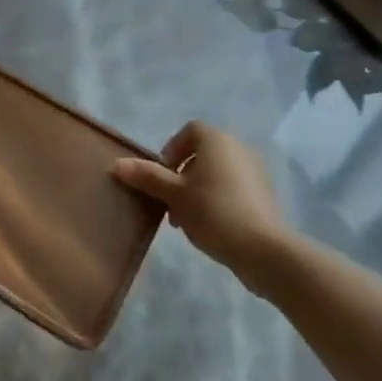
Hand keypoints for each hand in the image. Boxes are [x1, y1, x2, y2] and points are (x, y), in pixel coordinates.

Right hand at [112, 121, 289, 276]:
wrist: (263, 249)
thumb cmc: (213, 212)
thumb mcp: (174, 195)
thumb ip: (147, 177)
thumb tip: (117, 164)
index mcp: (216, 140)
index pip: (189, 131)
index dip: (171, 150)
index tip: (162, 176)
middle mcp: (238, 148)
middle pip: (202, 153)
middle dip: (181, 176)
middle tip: (169, 203)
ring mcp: (254, 171)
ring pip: (216, 173)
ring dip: (197, 190)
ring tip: (186, 220)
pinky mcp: (263, 195)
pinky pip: (232, 188)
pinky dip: (217, 199)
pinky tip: (210, 227)